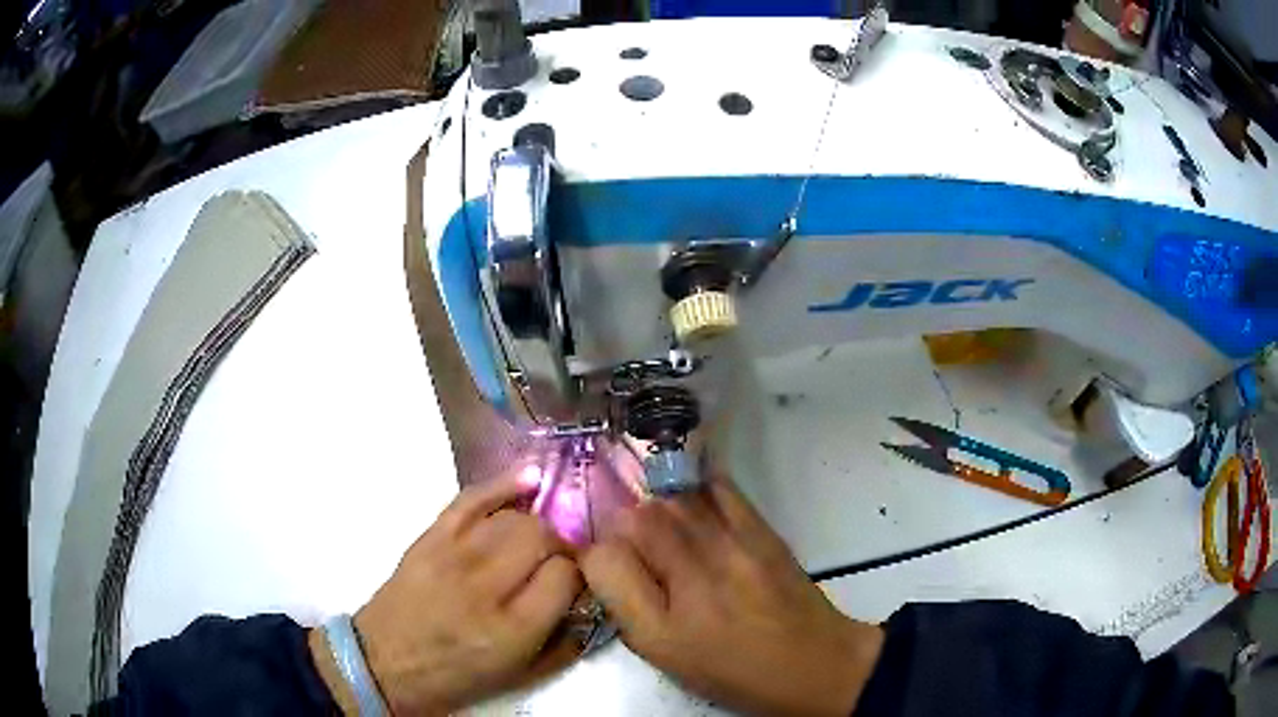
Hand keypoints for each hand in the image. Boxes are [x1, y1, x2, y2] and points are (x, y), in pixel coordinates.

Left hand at [315, 470, 583, 714]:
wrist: (384, 662)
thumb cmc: (456, 677)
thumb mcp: (521, 677)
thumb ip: (566, 642)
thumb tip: (594, 600)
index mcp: (511, 631)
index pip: (564, 575)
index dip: (580, 573)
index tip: (579, 580)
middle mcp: (482, 588)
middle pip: (540, 537)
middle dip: (562, 544)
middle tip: (562, 559)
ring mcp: (451, 556)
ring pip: (512, 518)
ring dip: (536, 524)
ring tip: (540, 539)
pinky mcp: (429, 538)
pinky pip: (471, 498)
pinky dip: (502, 484)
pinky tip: (529, 480)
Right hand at [581, 478, 883, 716]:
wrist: (814, 663)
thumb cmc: (734, 671)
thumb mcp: (668, 657)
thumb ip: (628, 609)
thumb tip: (606, 562)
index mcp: (663, 626)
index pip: (603, 559)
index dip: (595, 556)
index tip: (607, 564)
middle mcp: (694, 580)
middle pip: (636, 519)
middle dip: (624, 527)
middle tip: (636, 547)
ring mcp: (733, 549)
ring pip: (673, 500)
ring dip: (657, 508)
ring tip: (665, 528)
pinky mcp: (762, 531)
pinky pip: (718, 488)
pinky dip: (696, 487)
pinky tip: (694, 500)